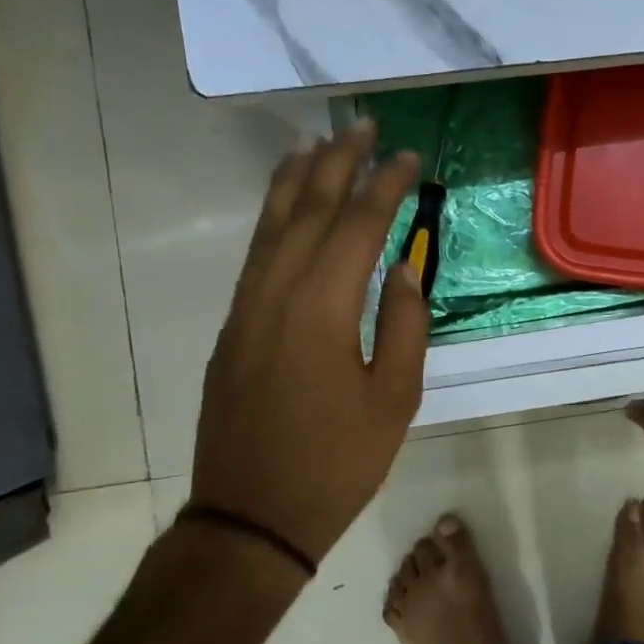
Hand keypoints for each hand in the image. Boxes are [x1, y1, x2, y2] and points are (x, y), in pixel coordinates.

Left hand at [188, 123, 428, 565]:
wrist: (252, 516)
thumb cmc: (337, 462)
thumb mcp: (395, 399)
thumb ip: (405, 326)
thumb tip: (405, 270)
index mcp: (322, 308)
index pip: (357, 225)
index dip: (385, 186)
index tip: (409, 156)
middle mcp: (277, 293)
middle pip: (307, 209)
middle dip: (337, 163)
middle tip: (364, 127)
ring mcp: (247, 309)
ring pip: (271, 226)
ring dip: (295, 180)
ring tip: (316, 143)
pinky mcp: (234, 328)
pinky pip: (256, 254)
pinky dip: (273, 218)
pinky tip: (286, 209)